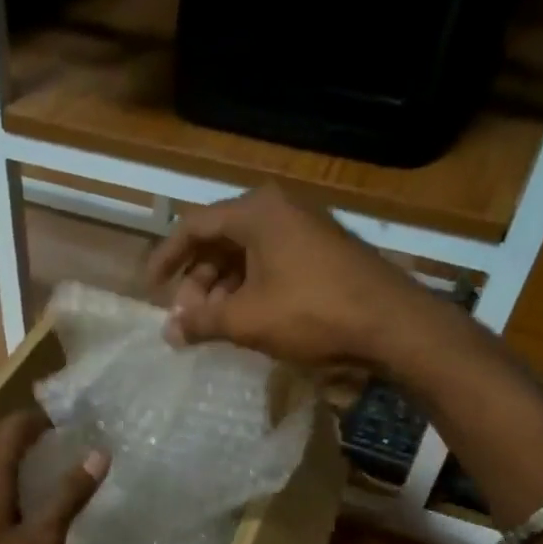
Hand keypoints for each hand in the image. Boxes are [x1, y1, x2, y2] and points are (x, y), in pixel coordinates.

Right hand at [147, 185, 431, 368]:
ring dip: (223, 290)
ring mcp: (305, 230)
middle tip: (187, 320)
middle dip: (197, 282)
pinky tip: (246, 321)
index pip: (193, 226)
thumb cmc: (312, 312)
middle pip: (220, 241)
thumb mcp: (247, 319)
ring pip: (246, 256)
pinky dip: (250, 290)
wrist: (391, 324)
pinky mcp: (322, 253)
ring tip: (213, 327)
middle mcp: (279, 210)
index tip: (151, 288)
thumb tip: (169, 332)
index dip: (166, 258)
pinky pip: (271, 264)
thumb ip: (202, 322)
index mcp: (256, 212)